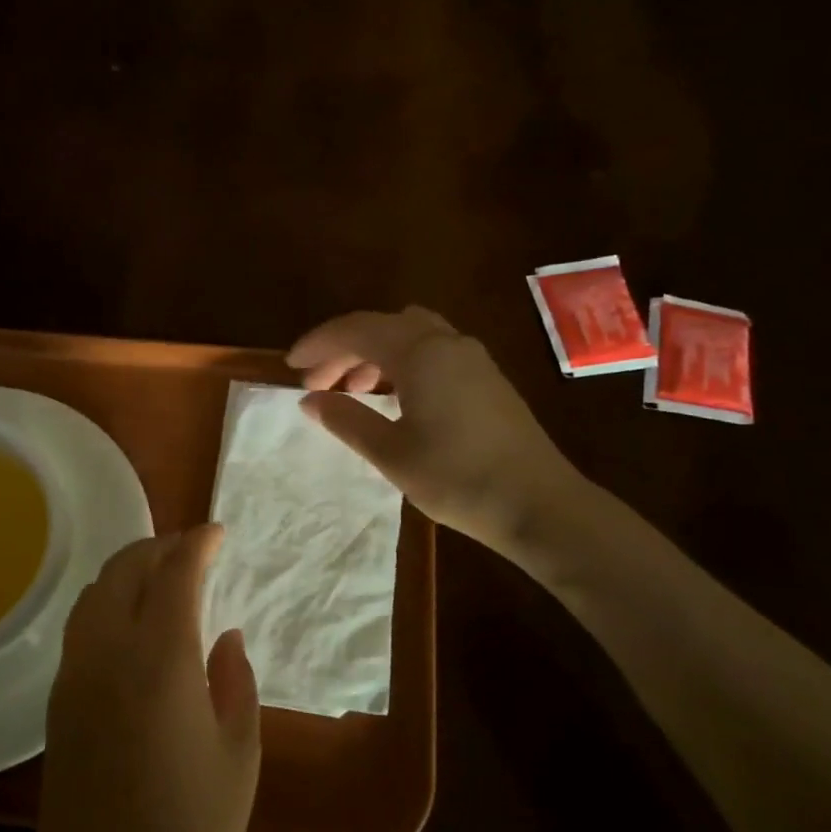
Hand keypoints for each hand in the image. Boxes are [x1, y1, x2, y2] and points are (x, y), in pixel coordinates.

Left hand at [30, 526, 260, 831]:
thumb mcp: (239, 756)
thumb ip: (235, 682)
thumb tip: (224, 636)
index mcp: (161, 663)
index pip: (175, 575)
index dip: (198, 544)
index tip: (219, 534)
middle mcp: (109, 654)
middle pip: (125, 570)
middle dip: (160, 547)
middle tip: (193, 549)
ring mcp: (75, 675)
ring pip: (95, 592)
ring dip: (129, 569)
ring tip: (162, 575)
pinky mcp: (57, 700)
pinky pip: (82, 624)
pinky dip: (108, 600)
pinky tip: (132, 620)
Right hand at [289, 306, 591, 558]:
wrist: (539, 504)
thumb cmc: (458, 479)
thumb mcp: (391, 453)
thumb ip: (347, 419)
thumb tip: (311, 400)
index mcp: (421, 352)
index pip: (356, 329)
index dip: (319, 344)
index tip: (290, 366)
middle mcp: (448, 342)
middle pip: (383, 327)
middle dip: (344, 349)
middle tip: (317, 385)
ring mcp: (472, 358)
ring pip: (410, 336)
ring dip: (375, 355)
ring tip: (353, 391)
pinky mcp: (487, 378)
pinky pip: (433, 352)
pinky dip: (403, 364)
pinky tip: (394, 399)